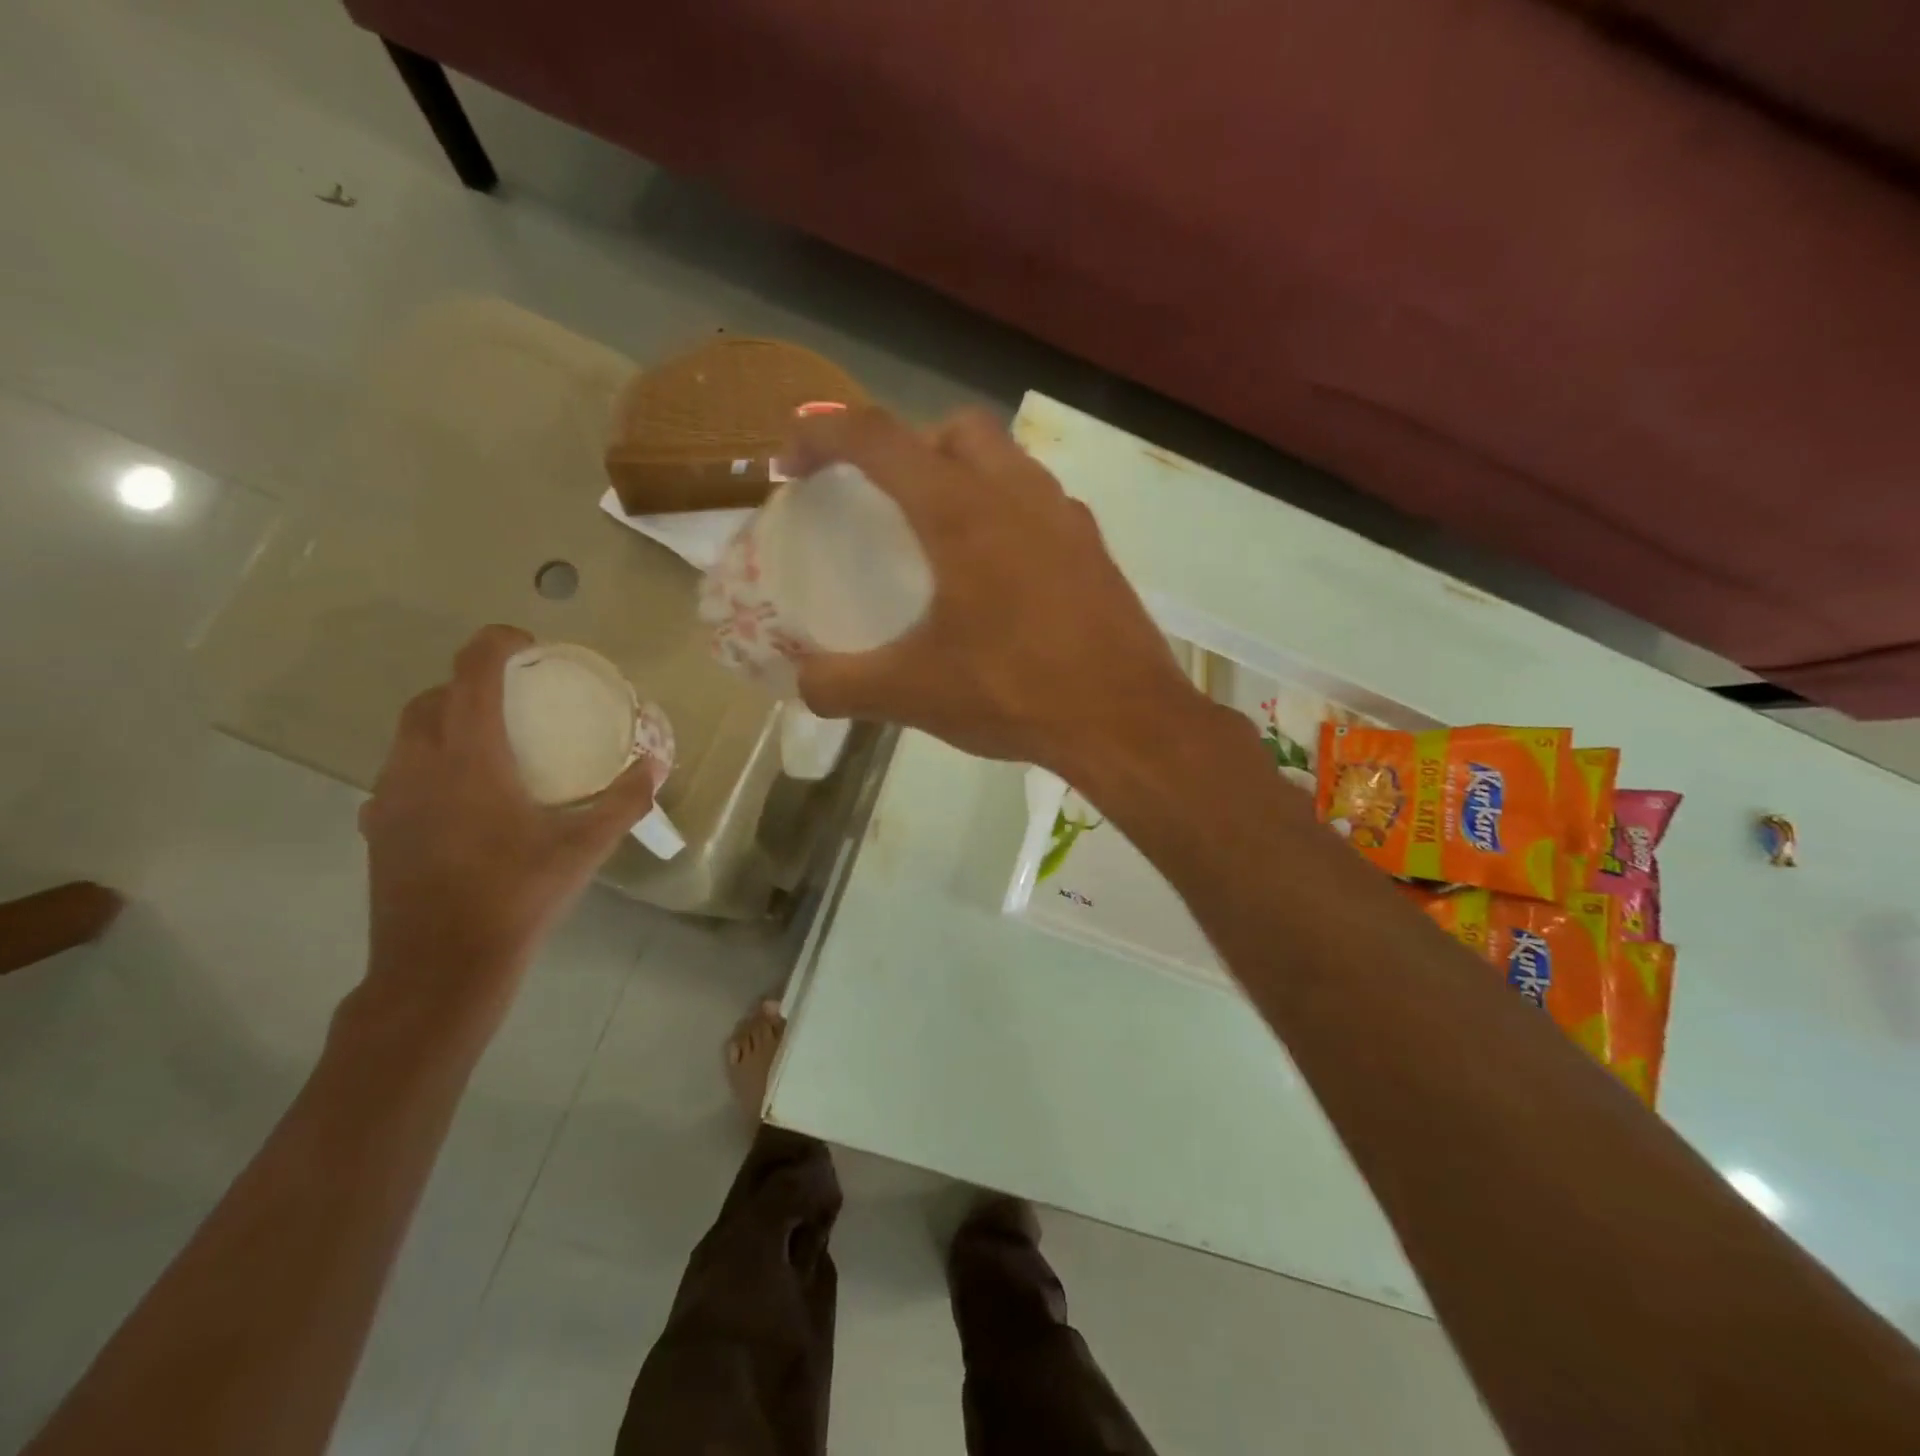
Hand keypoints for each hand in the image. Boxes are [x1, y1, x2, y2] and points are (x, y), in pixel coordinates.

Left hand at [354, 625, 659, 1041]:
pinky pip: (401, 774)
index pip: (472, 673)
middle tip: (516, 698)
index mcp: (469, 759)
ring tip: (493, 744)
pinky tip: (465, 798)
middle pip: (433, 699)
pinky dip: (432, 763)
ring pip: (409, 736)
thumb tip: (656, 762)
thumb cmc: (516, 898)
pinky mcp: (377, 829)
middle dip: (470, 683)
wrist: (439, 970)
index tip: (529, 643)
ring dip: (447, 722)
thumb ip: (623, 800)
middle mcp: (418, 766)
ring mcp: (388, 798)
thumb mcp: (584, 849)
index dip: (496, 643)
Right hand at [782, 408, 1197, 777]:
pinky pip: (1040, 503)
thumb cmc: (1015, 694)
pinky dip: (1007, 513)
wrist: (1125, 721)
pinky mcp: (1094, 548)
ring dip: (963, 474)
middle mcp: (1017, 493)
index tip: (793, 463)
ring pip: (1006, 459)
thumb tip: (804, 684)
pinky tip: (999, 575)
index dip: (823, 434)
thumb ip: (841, 685)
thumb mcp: (912, 694)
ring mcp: (1066, 517)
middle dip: (909, 445)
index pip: (877, 438)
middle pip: (954, 428)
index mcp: (961, 512)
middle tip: (886, 497)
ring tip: (941, 535)